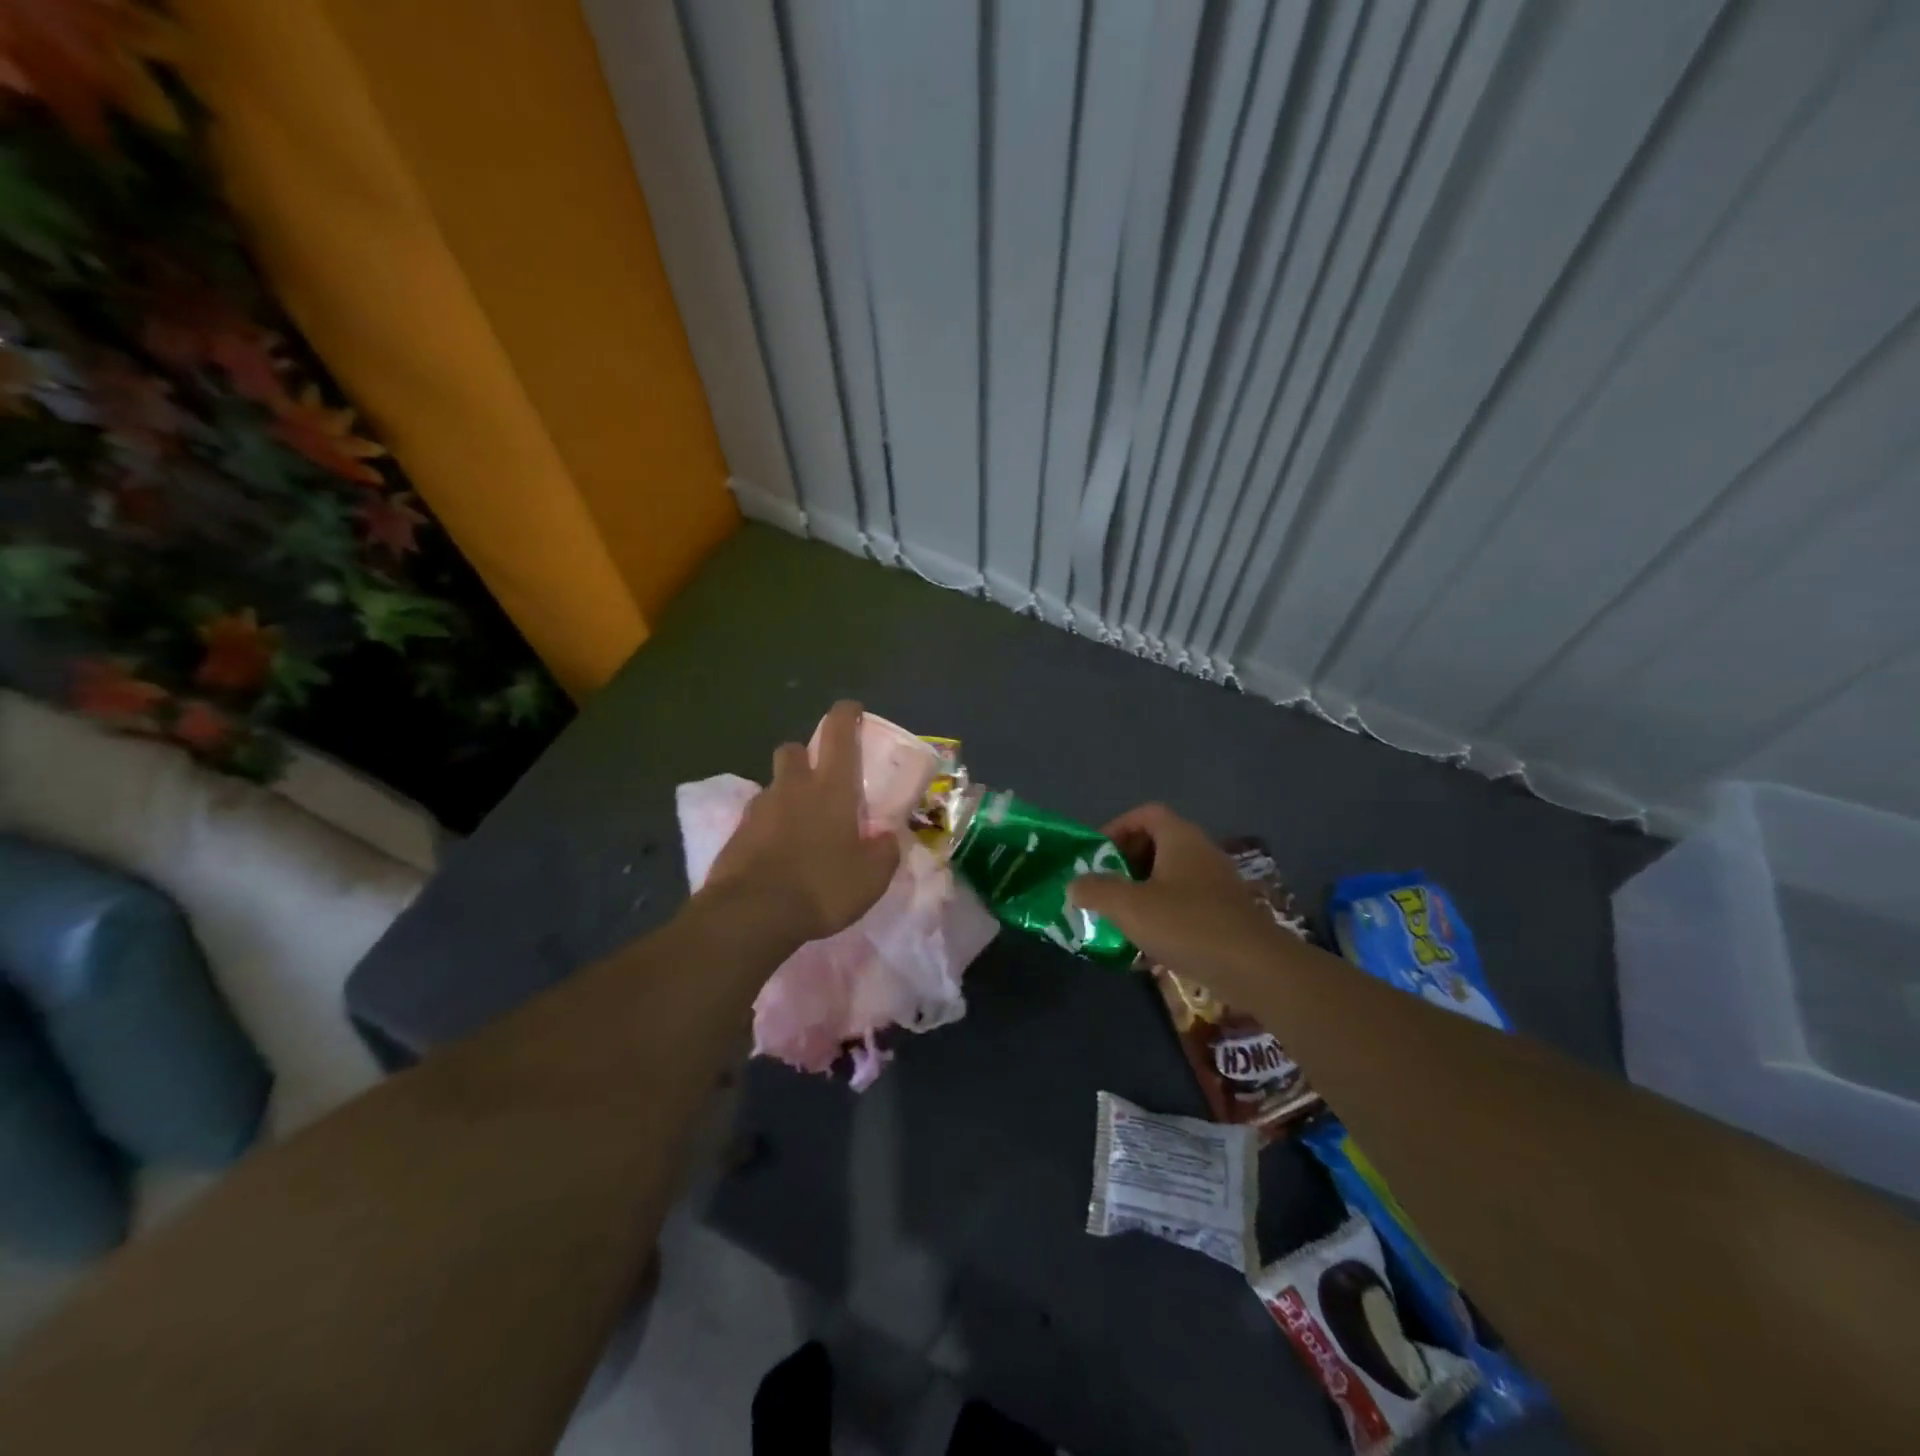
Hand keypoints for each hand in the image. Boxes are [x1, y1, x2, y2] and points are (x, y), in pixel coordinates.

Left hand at [702, 701, 901, 943]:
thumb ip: (884, 852)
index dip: (845, 715)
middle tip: (820, 777)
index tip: (851, 709)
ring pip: (774, 784)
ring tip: (801, 823)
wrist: (751, 914)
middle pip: (792, 749)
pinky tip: (778, 850)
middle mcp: (793, 788)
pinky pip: (757, 817)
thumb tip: (888, 839)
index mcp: (831, 788)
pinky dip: (769, 824)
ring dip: (787, 793)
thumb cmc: (821, 887)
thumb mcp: (871, 878)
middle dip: (804, 754)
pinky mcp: (737, 833)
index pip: (838, 734)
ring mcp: (760, 809)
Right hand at [1068, 803, 1294, 993]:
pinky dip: (1164, 911)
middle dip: (1126, 861)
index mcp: (1180, 837)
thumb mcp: (1129, 906)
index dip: (1117, 827)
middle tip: (1103, 885)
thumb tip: (1074, 884)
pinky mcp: (1226, 912)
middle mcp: (1202, 851)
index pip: (1146, 813)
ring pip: (1171, 874)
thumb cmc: (1187, 925)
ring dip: (1143, 889)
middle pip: (1158, 842)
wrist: (1255, 968)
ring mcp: (1218, 882)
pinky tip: (1149, 941)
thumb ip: (1096, 890)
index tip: (1096, 854)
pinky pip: (1186, 900)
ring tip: (1120, 915)